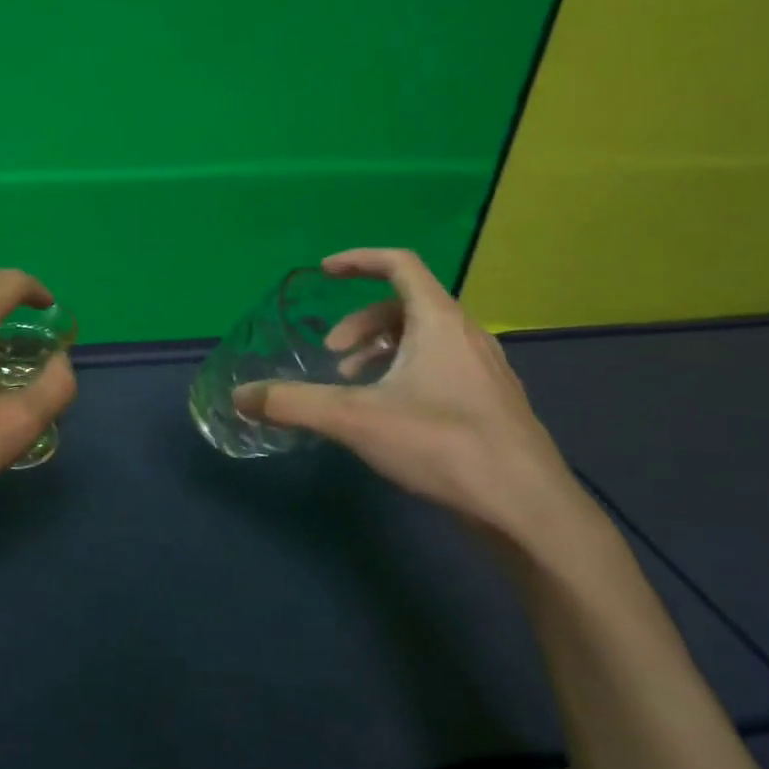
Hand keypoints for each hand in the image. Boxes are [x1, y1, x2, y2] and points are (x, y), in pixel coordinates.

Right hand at [232, 248, 591, 546]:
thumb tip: (240, 396)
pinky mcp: (492, 402)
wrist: (528, 508)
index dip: (358, 260)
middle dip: (361, 324)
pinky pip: (441, 366)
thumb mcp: (355, 420)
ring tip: (356, 387)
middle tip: (333, 357)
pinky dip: (406, 373)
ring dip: (382, 351)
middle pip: (407, 304)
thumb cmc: (442, 445)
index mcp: (438, 321)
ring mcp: (485, 369)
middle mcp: (466, 334)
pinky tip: (391, 415)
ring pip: (425, 339)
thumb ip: (294, 403)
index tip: (324, 274)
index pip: (399, 264)